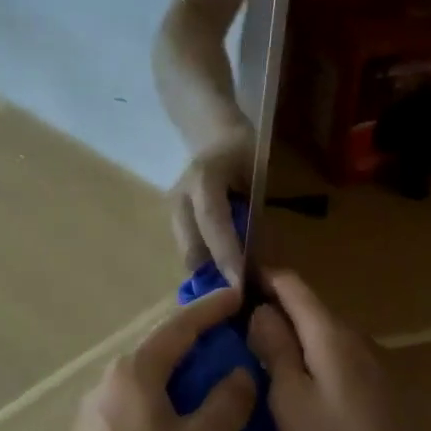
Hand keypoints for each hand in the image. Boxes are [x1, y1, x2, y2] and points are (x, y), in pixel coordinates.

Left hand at [47, 287, 255, 430]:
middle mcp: (105, 383)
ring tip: (208, 381)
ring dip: (176, 376)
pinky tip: (175, 423)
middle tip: (229, 340)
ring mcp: (90, 414)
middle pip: (157, 352)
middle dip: (194, 343)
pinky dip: (159, 402)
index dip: (211, 311)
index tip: (237, 296)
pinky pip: (131, 407)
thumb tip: (239, 373)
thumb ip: (228, 402)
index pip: (177, 328)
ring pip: (143, 382)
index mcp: (133, 374)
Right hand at [169, 129, 253, 284]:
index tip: (240, 283)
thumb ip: (254, 216)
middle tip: (240, 295)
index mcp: (203, 177)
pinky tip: (221, 274)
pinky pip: (188, 249)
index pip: (212, 221)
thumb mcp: (257, 176)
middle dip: (214, 274)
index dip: (226, 253)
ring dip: (208, 272)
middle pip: (191, 245)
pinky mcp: (171, 220)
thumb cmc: (244, 153)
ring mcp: (172, 208)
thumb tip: (258, 261)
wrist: (215, 135)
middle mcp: (181, 195)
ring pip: (187, 252)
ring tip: (232, 288)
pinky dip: (204, 263)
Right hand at [248, 271, 430, 430]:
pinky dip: (313, 359)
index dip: (262, 277)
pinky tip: (297, 384)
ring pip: (325, 336)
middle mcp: (358, 339)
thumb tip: (261, 309)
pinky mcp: (384, 392)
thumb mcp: (290, 399)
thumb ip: (275, 347)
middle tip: (234, 323)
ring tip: (258, 352)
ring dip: (293, 336)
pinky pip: (339, 360)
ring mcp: (376, 365)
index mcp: (332, 334)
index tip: (230, 282)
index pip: (293, 285)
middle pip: (310, 309)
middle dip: (274, 309)